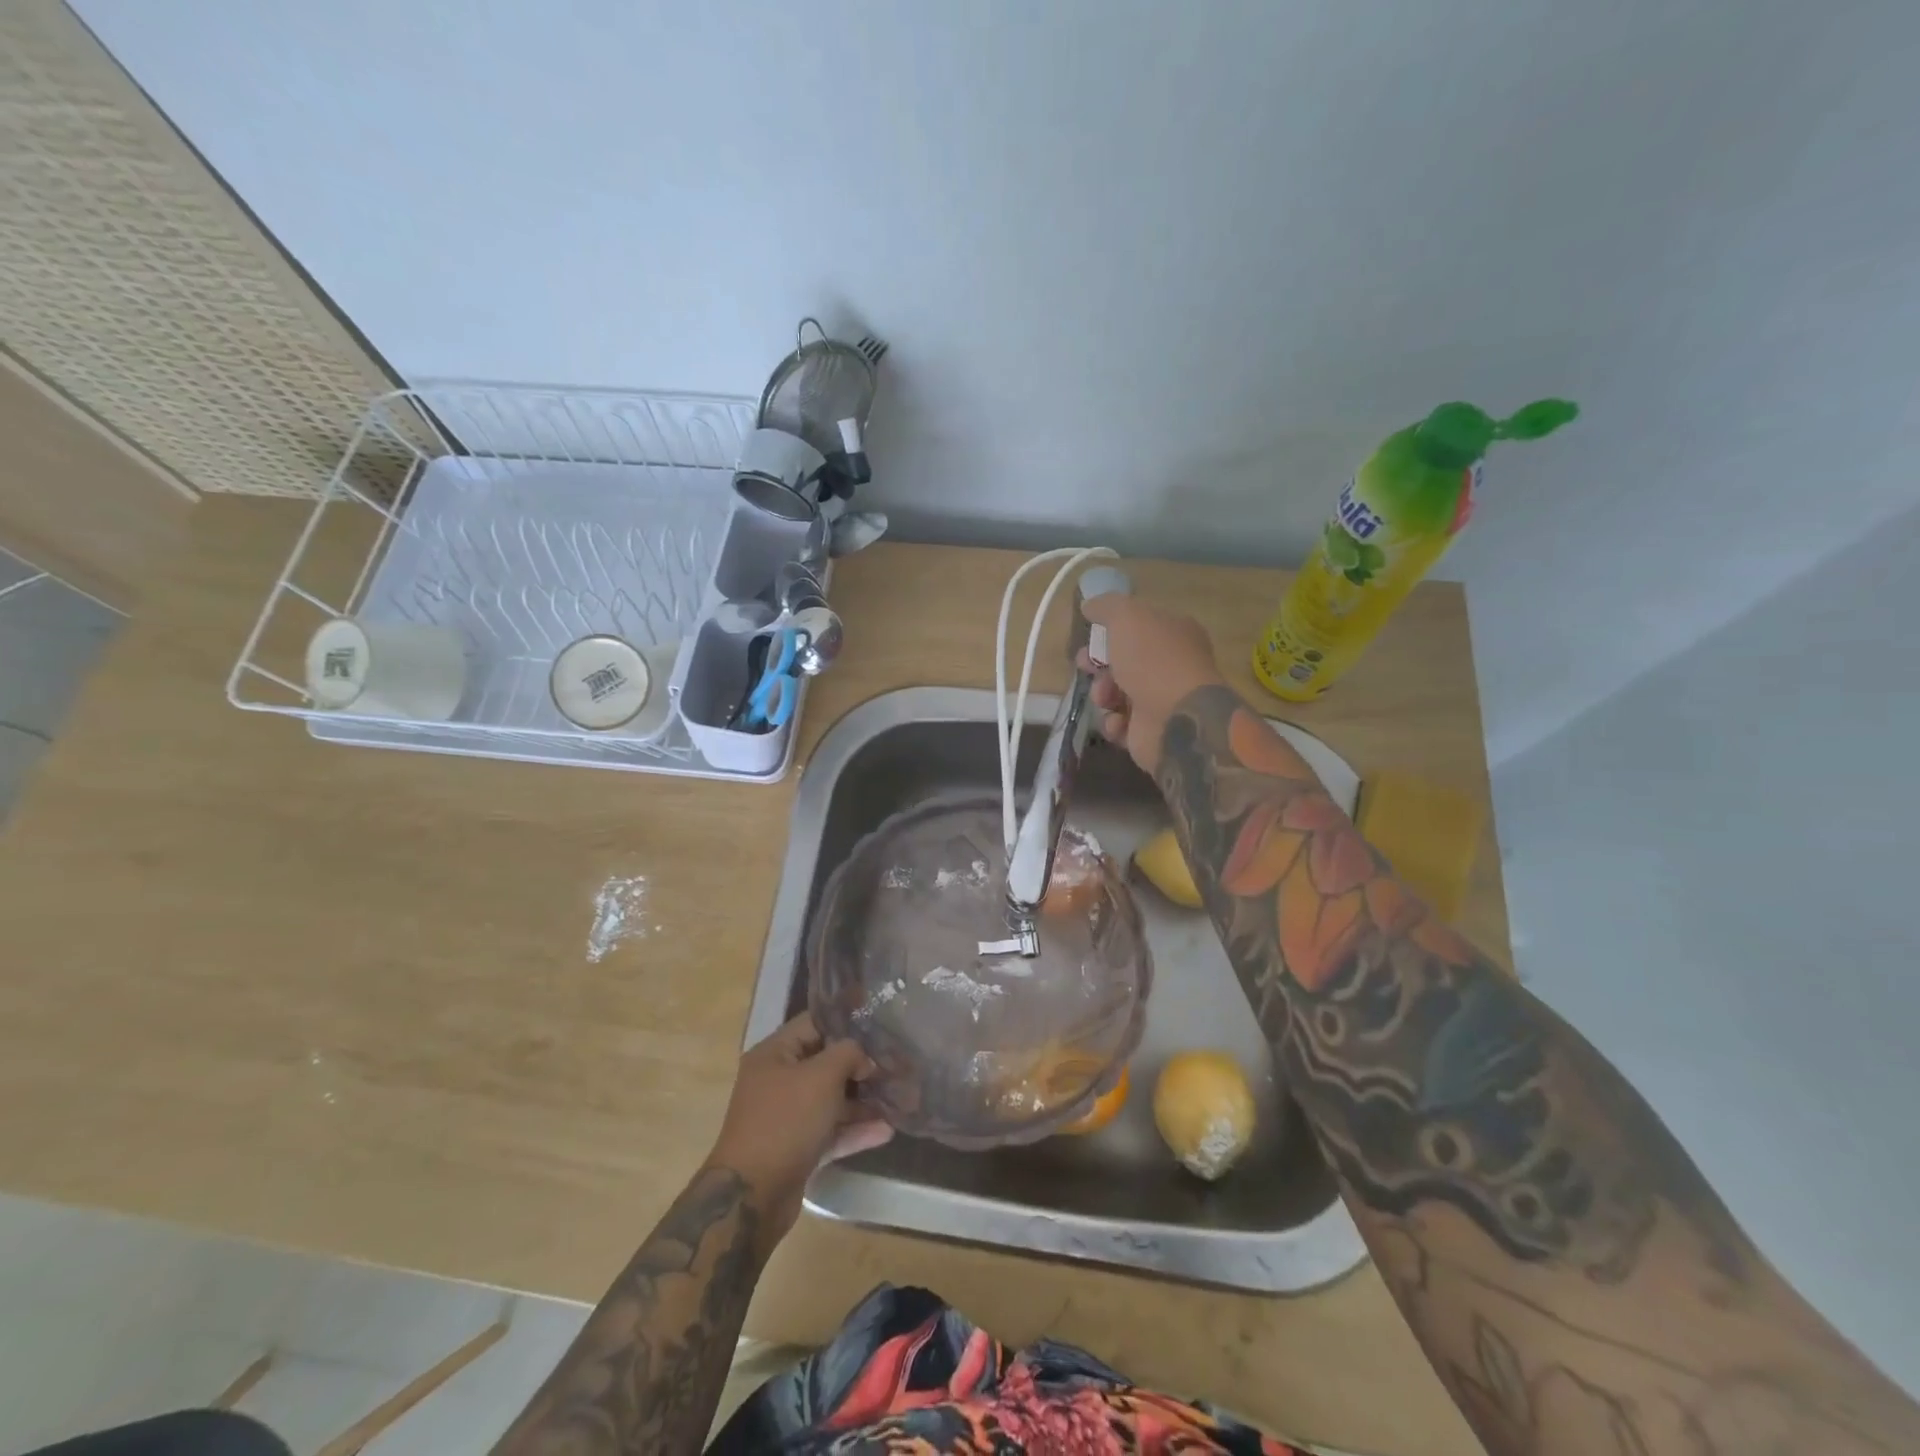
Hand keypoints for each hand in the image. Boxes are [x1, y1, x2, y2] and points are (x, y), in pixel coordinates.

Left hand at [704, 1012, 892, 1239]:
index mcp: (774, 1054)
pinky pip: (830, 1131)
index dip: (846, 1022)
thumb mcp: (821, 1076)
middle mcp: (777, 1081)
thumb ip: (848, 1054)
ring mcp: (786, 1117)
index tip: (880, 1024)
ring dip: (862, 1101)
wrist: (752, 1197)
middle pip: (824, 1063)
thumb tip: (865, 1058)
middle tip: (895, 1063)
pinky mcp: (796, 1149)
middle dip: (860, 1065)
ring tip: (898, 1098)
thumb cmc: (786, 1121)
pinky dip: (854, 1130)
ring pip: (830, 1100)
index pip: (814, 1024)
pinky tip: (886, 1131)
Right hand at [1081, 595, 1225, 776]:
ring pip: (1116, 694)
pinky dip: (1114, 723)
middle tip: (1086, 666)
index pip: (1138, 628)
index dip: (1109, 631)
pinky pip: (1120, 724)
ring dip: (1103, 695)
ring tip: (1105, 698)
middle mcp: (1170, 666)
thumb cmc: (1153, 660)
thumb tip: (1089, 605)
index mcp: (1174, 634)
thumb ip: (1106, 607)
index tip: (1088, 636)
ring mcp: (1161, 701)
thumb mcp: (1127, 617)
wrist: (1176, 718)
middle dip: (1098, 665)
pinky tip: (1119, 721)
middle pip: (1123, 662)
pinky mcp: (1150, 732)